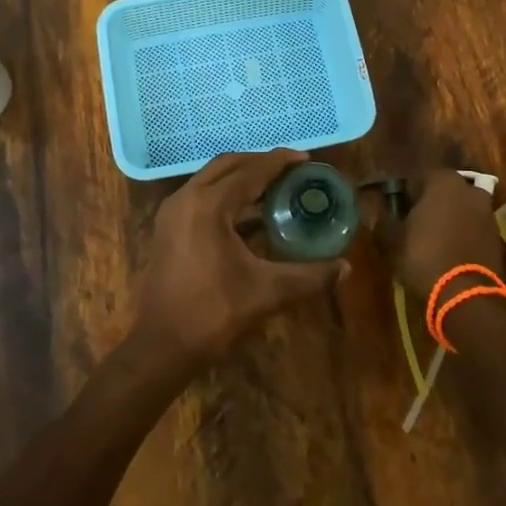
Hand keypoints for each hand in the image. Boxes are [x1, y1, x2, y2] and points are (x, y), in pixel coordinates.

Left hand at [134, 150, 348, 367]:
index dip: (280, 162)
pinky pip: (201, 197)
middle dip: (260, 163)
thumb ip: (309, 276)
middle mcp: (186, 198)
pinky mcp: (167, 229)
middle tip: (291, 170)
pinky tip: (251, 216)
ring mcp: (172, 213)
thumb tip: (345, 268)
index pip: (251, 171)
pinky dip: (226, 196)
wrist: (161, 346)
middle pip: (228, 165)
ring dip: (242, 178)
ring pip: (211, 180)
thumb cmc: (213, 313)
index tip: (307, 159)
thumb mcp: (267, 293)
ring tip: (275, 187)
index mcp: (209, 205)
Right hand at [380, 170, 504, 304]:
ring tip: (430, 236)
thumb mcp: (393, 239)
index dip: (403, 192)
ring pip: (460, 206)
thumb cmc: (424, 257)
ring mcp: (486, 212)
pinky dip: (462, 231)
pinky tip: (448, 248)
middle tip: (412, 220)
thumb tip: (371, 206)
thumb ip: (382, 218)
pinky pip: (472, 225)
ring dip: (447, 216)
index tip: (394, 207)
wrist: (467, 295)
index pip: (417, 177)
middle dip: (428, 201)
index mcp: (442, 181)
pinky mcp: (496, 234)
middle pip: (442, 189)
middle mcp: (468, 189)